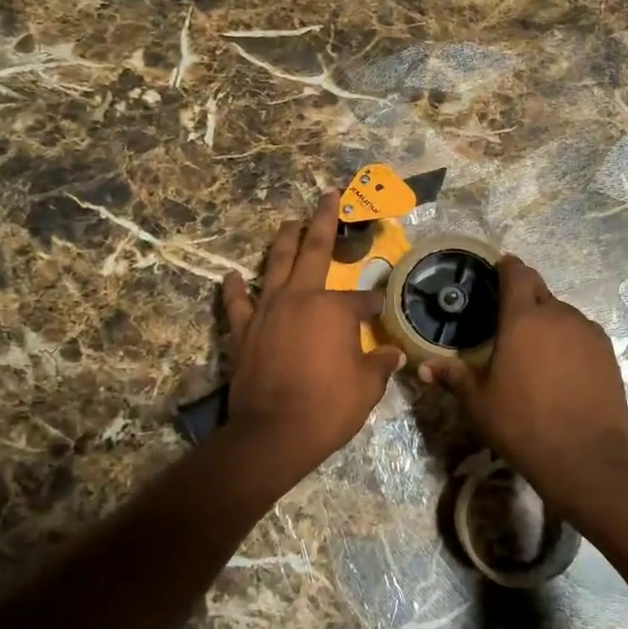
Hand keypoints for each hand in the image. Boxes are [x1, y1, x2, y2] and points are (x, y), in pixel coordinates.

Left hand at [221, 192, 404, 475]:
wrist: (273, 432)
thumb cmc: (327, 408)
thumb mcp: (366, 388)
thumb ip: (379, 365)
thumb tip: (395, 354)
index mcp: (335, 309)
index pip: (361, 299)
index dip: (374, 303)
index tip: (380, 309)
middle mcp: (301, 297)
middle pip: (314, 250)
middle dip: (323, 221)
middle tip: (328, 196)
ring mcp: (267, 310)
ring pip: (275, 264)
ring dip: (283, 240)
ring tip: (288, 223)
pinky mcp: (242, 330)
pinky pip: (237, 302)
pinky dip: (235, 287)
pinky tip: (232, 275)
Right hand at [417, 256, 627, 494]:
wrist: (585, 457)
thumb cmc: (522, 423)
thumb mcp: (479, 402)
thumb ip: (453, 377)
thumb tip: (423, 369)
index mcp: (524, 319)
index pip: (517, 275)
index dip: (508, 266)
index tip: (501, 265)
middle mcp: (559, 316)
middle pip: (541, 291)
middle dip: (526, 294)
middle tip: (509, 313)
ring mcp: (589, 333)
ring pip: (564, 314)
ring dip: (548, 320)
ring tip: (535, 345)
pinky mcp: (608, 354)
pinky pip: (583, 334)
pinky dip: (570, 340)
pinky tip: (562, 365)